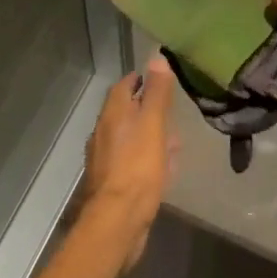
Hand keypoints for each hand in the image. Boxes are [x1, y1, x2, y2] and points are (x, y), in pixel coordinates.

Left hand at [78, 54, 178, 271]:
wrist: (118, 220)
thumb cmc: (137, 168)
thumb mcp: (152, 125)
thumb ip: (156, 93)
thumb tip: (157, 56)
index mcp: (111, 116)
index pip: (122, 87)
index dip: (139, 80)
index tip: (156, 77)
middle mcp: (104, 134)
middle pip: (125, 113)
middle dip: (145, 109)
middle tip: (168, 108)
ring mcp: (107, 161)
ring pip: (130, 139)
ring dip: (149, 135)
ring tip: (173, 139)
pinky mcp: (114, 184)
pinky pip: (133, 163)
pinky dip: (148, 158)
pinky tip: (165, 169)